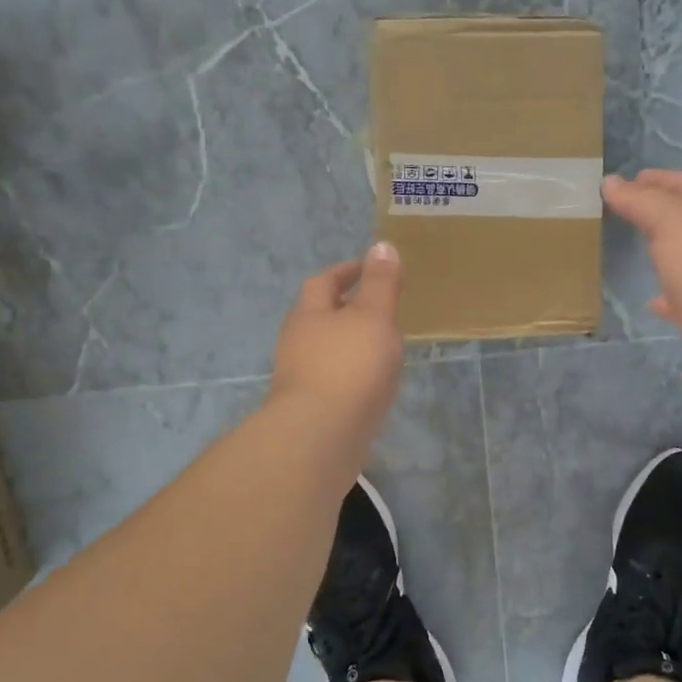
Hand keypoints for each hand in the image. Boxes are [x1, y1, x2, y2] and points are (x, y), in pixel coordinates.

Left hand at [269, 242, 404, 446]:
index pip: (324, 281)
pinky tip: (374, 384)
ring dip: (351, 344)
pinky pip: (335, 381)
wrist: (321, 436)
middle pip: (321, 316)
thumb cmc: (349, 366)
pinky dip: (354, 374)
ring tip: (383, 346)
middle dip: (348, 309)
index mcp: (308, 314)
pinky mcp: (311, 409)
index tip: (372, 267)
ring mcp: (301, 378)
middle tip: (381, 307)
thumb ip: (380, 283)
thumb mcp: (373, 316)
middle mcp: (298, 343)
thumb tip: (382, 245)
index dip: (347, 271)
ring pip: (328, 351)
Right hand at [603, 170, 681, 395]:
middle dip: (664, 213)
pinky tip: (651, 301)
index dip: (663, 179)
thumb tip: (610, 182)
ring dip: (667, 251)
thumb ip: (641, 200)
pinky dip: (666, 296)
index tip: (632, 178)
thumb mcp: (671, 219)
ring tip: (639, 248)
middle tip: (630, 209)